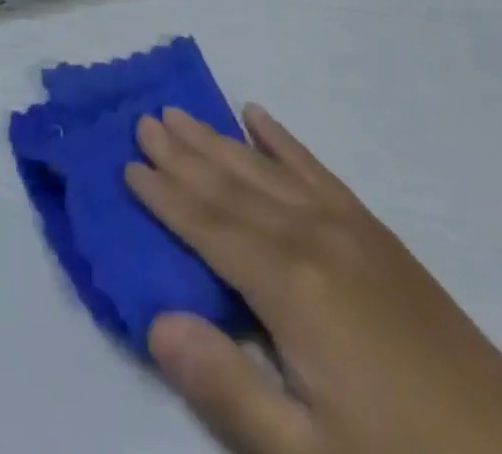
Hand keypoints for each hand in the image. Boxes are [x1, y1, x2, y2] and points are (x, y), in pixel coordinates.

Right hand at [127, 106, 501, 453]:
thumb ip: (228, 388)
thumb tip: (156, 321)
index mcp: (291, 287)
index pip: (209, 228)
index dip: (165, 197)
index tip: (128, 164)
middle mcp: (313, 237)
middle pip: (232, 185)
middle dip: (184, 153)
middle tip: (144, 120)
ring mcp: (347, 226)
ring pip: (265, 169)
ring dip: (219, 140)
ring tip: (182, 113)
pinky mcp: (374, 231)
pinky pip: (315, 169)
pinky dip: (282, 141)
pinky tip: (260, 118)